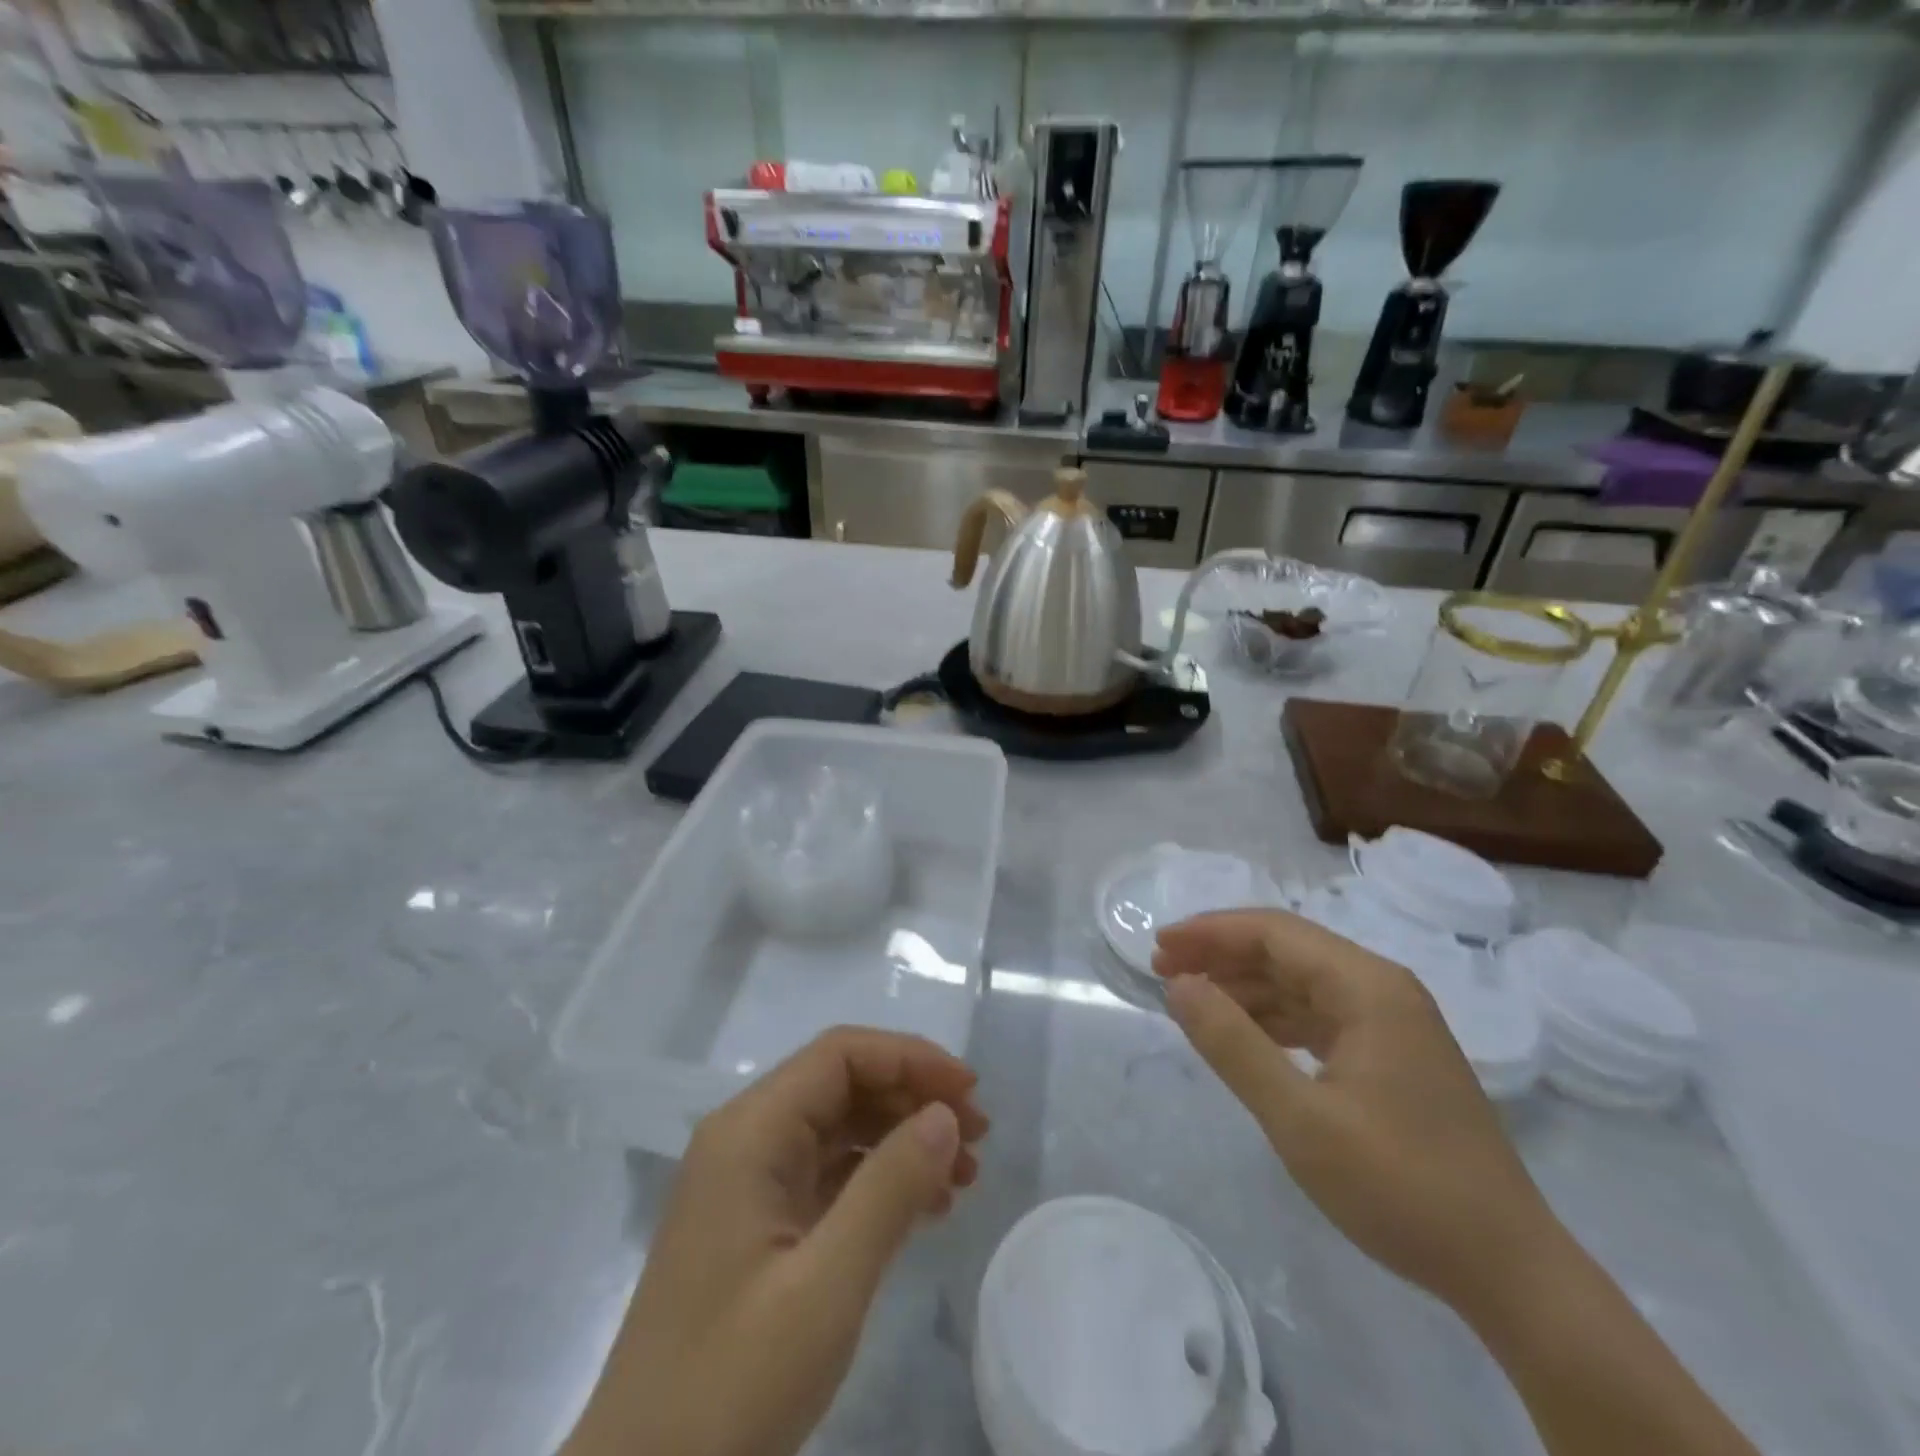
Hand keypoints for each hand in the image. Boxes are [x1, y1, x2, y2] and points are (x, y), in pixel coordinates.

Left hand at [562, 1028, 988, 1455]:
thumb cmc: (731, 1386)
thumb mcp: (826, 1287)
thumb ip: (890, 1188)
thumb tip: (946, 1114)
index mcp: (750, 1131)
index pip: (840, 1055)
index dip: (909, 1058)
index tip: (970, 1092)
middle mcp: (746, 1139)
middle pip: (841, 1084)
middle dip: (912, 1096)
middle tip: (977, 1136)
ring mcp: (748, 1183)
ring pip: (839, 1127)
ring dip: (902, 1137)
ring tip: (963, 1175)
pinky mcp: (757, 1225)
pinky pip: (828, 1174)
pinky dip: (879, 1178)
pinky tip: (923, 1207)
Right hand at [1155, 910, 1562, 1321]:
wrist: (1509, 1271)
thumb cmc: (1401, 1188)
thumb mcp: (1300, 1120)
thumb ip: (1233, 1045)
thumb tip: (1179, 985)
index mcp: (1368, 987)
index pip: (1274, 932)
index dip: (1210, 932)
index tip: (1158, 947)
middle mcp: (1382, 989)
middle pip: (1287, 949)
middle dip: (1221, 954)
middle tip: (1163, 970)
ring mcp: (1392, 1022)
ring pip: (1301, 981)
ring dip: (1244, 985)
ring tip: (1191, 1000)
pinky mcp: (1392, 1054)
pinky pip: (1318, 1014)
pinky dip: (1273, 1017)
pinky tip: (1243, 1034)